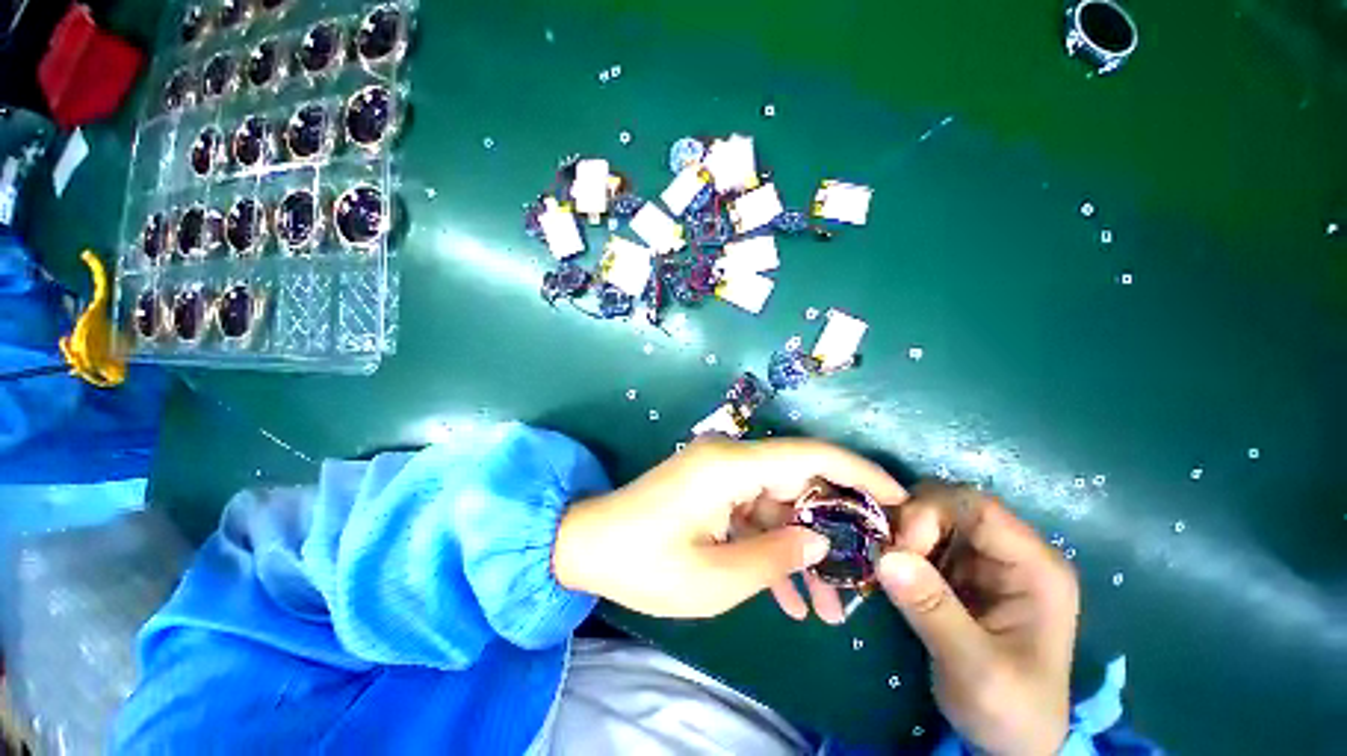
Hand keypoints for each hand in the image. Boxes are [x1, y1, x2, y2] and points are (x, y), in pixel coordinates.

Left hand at [553, 436, 907, 620]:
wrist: (587, 546)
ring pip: (779, 504)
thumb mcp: (714, 577)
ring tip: (830, 605)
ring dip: (803, 548)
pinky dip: (773, 547)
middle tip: (866, 571)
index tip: (898, 498)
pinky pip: (754, 514)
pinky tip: (790, 596)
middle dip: (834, 526)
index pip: (808, 455)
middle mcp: (729, 459)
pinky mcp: (712, 490)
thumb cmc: (643, 563)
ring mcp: (720, 474)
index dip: (857, 472)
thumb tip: (821, 540)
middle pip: (798, 481)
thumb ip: (775, 557)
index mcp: (729, 466)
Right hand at [876, 483, 1078, 755]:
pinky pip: (920, 537)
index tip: (899, 549)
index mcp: (1035, 566)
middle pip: (950, 503)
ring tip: (885, 567)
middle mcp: (1011, 551)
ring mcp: (983, 558)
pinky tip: (889, 572)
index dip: (930, 513)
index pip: (977, 507)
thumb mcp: (976, 671)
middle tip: (886, 557)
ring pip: (930, 515)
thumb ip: (934, 612)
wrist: (1011, 741)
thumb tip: (887, 556)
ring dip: (899, 533)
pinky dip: (897, 546)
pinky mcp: (959, 569)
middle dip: (910, 522)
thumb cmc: (1009, 711)